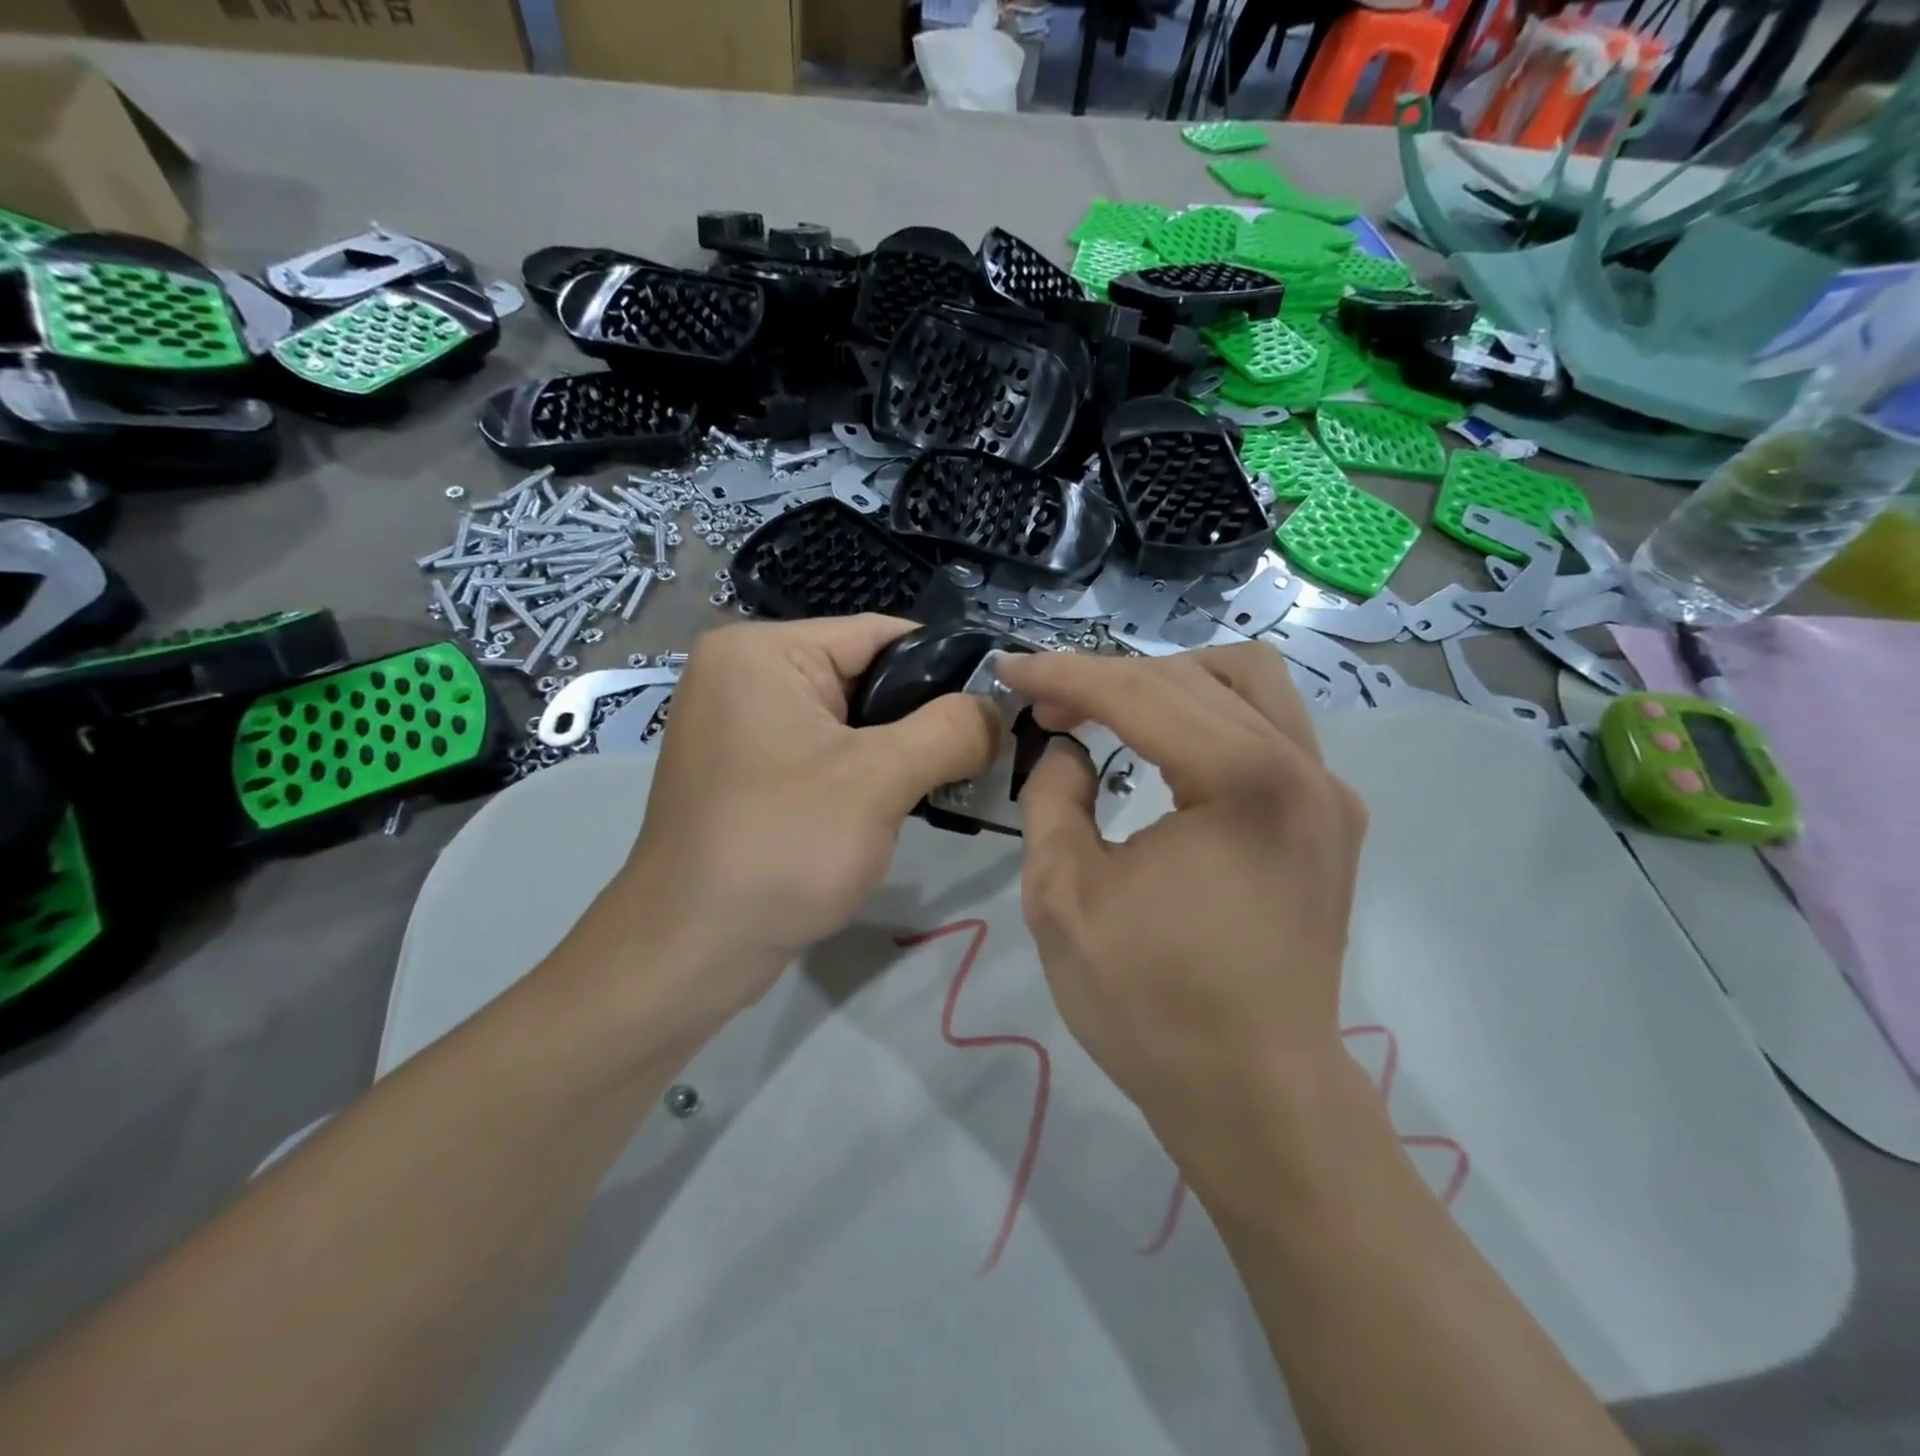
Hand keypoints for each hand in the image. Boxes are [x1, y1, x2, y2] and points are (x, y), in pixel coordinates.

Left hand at [596, 617, 998, 1034]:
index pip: (882, 634)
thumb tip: (997, 709)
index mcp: (762, 651)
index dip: (949, 667)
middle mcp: (744, 674)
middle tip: (984, 755)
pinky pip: (824, 753)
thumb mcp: (878, 781)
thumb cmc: (780, 849)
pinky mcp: (747, 770)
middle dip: (924, 717)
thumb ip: (950, 731)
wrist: (690, 953)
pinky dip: (866, 773)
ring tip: (953, 781)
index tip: (1002, 707)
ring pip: (849, 720)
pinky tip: (902, 803)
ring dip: (900, 751)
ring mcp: (741, 725)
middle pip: (865, 675)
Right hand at [997, 644, 1367, 1175]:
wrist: (1255, 1097)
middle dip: (1110, 678)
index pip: (1140, 692)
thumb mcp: (1064, 897)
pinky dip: (1211, 716)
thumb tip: (1067, 748)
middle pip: (1194, 675)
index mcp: (1244, 783)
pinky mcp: (1331, 820)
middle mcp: (1303, 769)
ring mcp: (1328, 793)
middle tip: (1051, 708)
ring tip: (1112, 714)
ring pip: (1250, 683)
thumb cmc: (1151, 1005)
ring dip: (1170, 683)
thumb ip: (1052, 798)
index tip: (1009, 669)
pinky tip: (1171, 748)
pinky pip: (1271, 728)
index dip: (1064, 674)